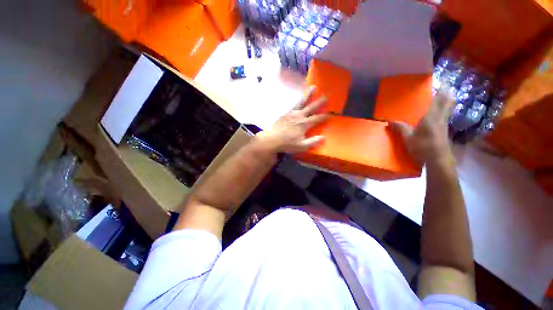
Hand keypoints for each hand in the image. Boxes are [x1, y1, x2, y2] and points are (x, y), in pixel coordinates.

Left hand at [255, 87, 328, 153]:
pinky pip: (294, 104)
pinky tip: (299, 99)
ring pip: (302, 102)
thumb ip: (313, 141)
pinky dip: (298, 100)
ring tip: (313, 87)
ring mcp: (292, 113)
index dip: (324, 116)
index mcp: (304, 124)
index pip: (317, 118)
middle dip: (319, 102)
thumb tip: (323, 137)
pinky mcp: (285, 113)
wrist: (271, 139)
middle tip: (326, 96)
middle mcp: (299, 116)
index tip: (331, 114)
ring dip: (308, 94)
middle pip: (311, 107)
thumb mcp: (301, 146)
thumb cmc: (287, 144)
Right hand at [390, 90, 454, 165]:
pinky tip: (439, 113)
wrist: (438, 160)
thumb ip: (400, 128)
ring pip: (448, 108)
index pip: (438, 100)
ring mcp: (444, 124)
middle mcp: (440, 118)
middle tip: (444, 86)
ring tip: (442, 96)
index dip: (441, 90)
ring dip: (447, 101)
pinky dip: (445, 110)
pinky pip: (445, 115)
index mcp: (431, 117)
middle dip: (447, 93)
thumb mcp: (407, 138)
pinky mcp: (444, 131)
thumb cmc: (422, 147)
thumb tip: (389, 121)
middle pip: (448, 102)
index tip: (440, 81)